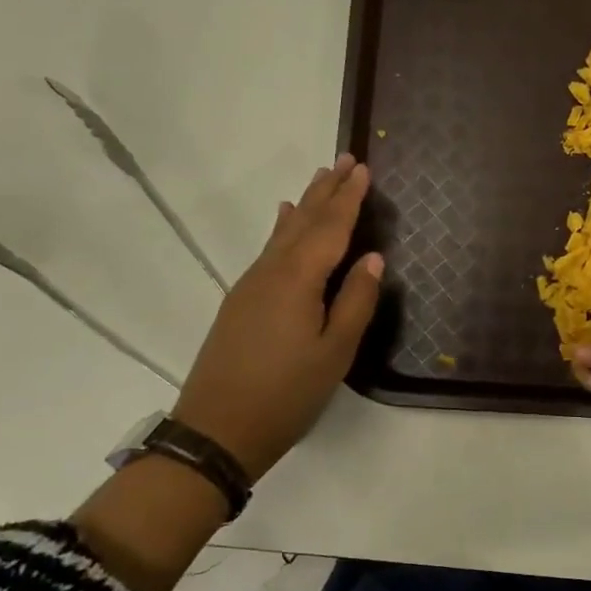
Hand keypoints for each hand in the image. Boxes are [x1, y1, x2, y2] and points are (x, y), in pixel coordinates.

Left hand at [173, 154, 382, 481]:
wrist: (217, 429)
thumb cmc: (286, 393)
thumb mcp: (335, 352)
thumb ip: (356, 301)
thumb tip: (372, 258)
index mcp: (298, 279)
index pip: (330, 228)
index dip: (349, 198)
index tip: (363, 168)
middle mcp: (271, 271)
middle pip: (304, 221)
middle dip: (326, 190)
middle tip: (344, 160)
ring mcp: (251, 285)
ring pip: (283, 233)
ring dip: (305, 204)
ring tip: (319, 179)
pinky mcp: (242, 301)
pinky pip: (269, 249)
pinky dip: (282, 228)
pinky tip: (283, 219)